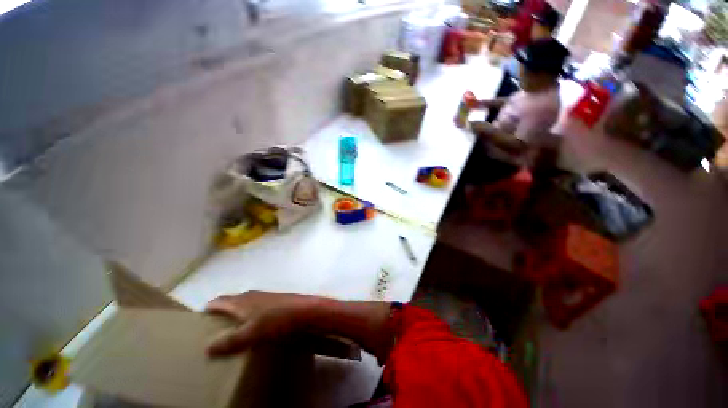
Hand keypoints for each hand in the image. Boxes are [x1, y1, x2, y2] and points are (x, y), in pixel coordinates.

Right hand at [205, 291, 315, 355]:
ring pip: (244, 304)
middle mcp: (251, 295)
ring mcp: (264, 297)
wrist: (304, 311)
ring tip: (230, 328)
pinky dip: (248, 315)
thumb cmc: (276, 319)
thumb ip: (229, 342)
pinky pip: (255, 307)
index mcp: (241, 301)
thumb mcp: (250, 334)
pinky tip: (252, 325)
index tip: (198, 318)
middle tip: (211, 327)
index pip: (219, 301)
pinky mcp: (274, 301)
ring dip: (235, 313)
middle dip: (221, 311)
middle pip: (231, 301)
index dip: (208, 308)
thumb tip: (207, 349)